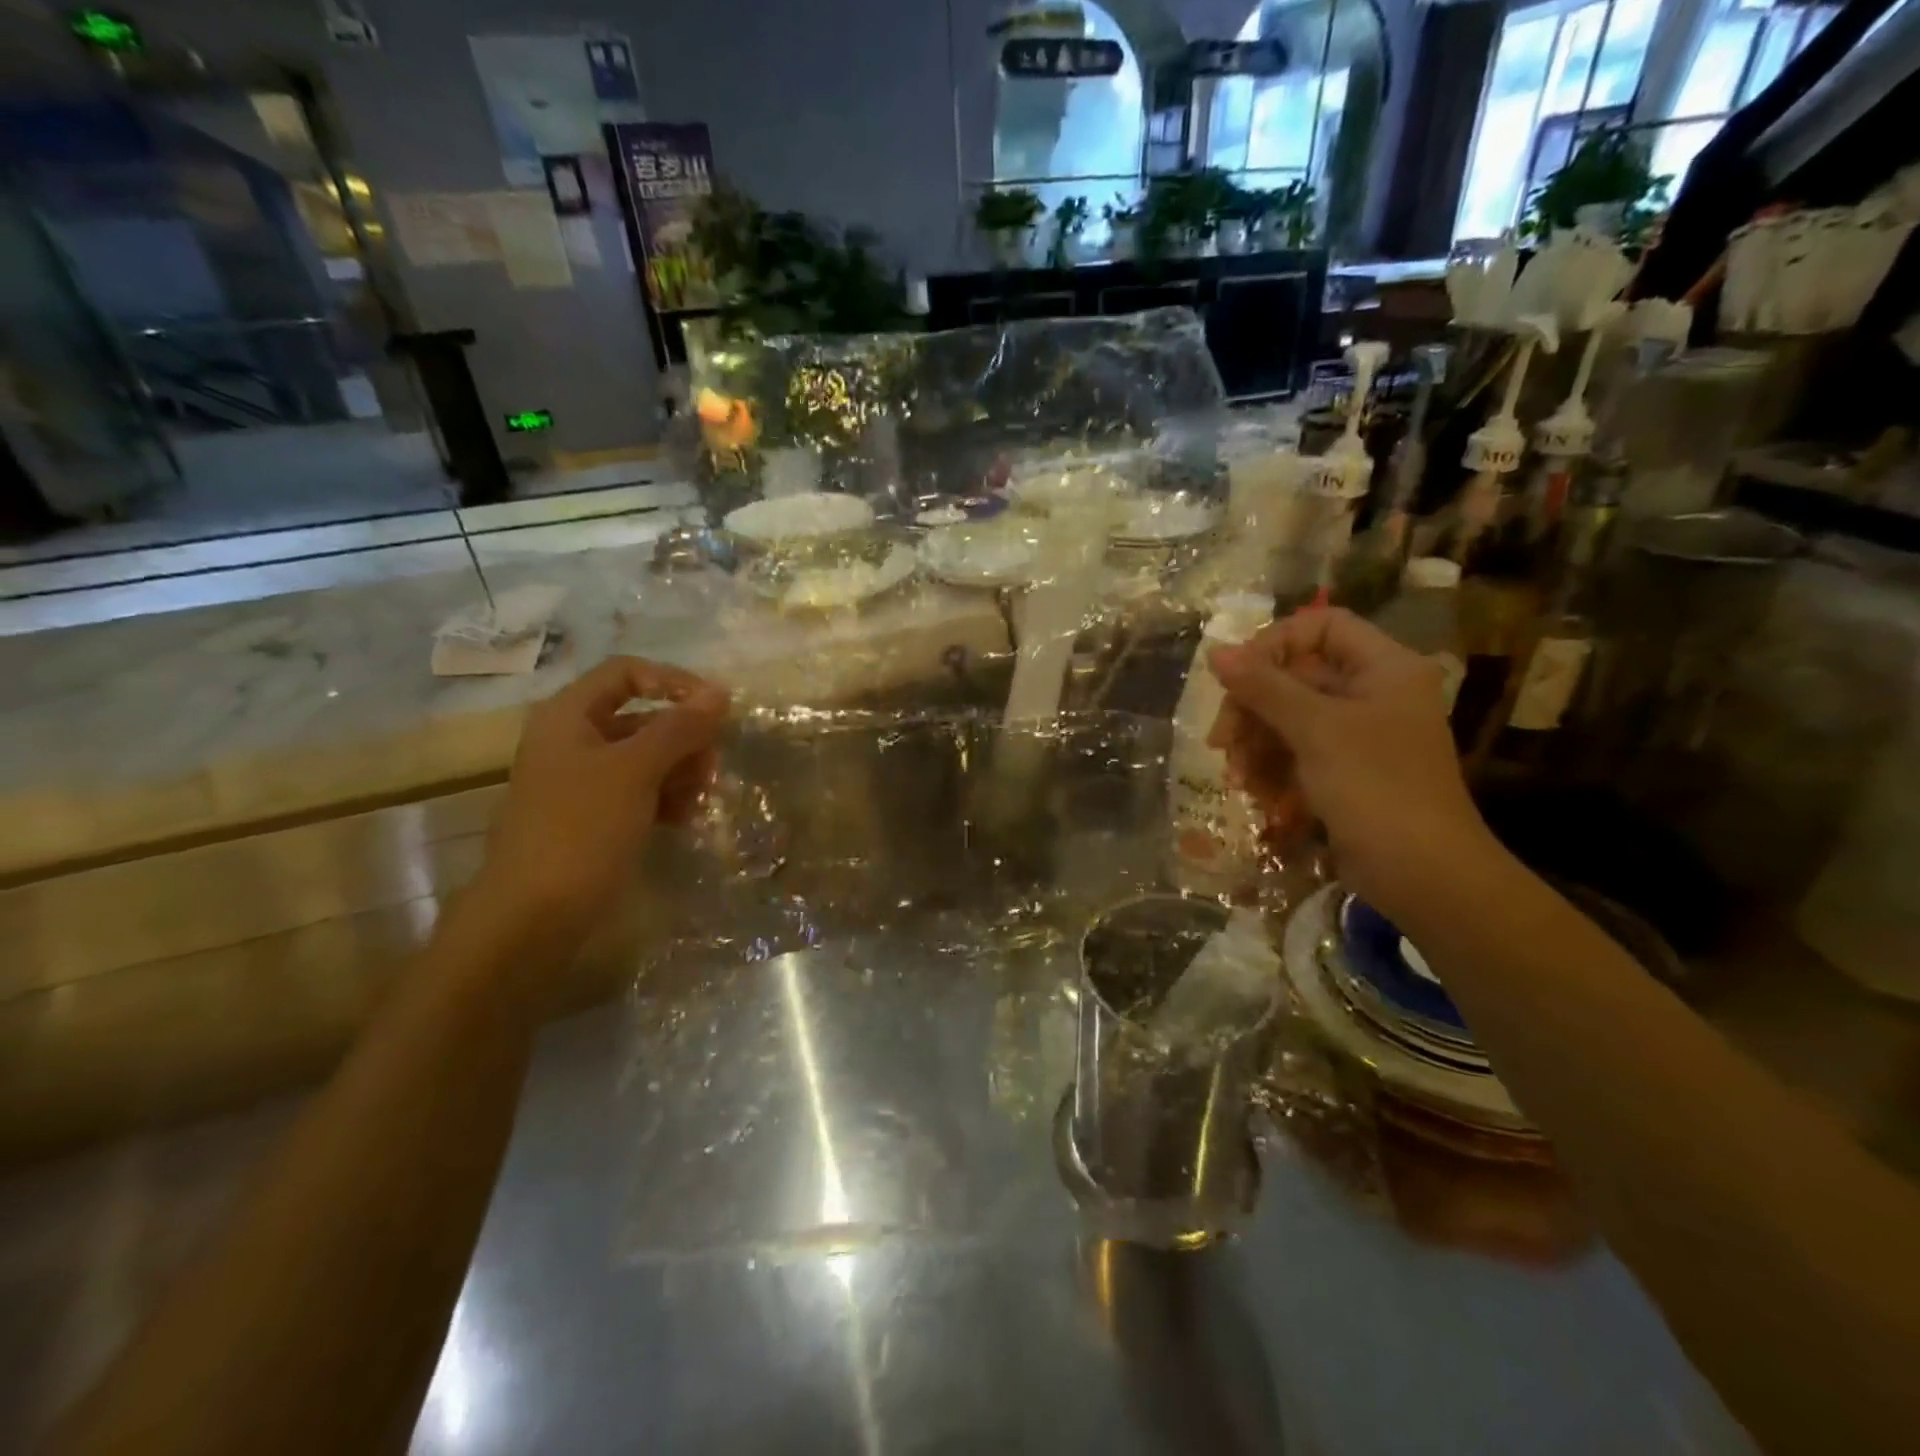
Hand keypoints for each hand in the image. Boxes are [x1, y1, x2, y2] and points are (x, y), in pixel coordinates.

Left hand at [475, 656, 728, 937]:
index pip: (627, 673)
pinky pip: (640, 792)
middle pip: (642, 717)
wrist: (533, 916)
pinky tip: (687, 818)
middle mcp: (574, 741)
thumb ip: (679, 727)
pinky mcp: (595, 818)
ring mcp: (584, 782)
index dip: (673, 681)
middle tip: (713, 765)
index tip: (715, 708)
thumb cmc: (581, 829)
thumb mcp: (635, 770)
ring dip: (681, 770)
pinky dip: (667, 798)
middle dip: (684, 737)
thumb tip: (720, 692)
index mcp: (569, 716)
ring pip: (646, 757)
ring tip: (702, 798)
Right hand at [1206, 607, 1490, 922]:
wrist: (1421, 874)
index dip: (1274, 644)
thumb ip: (1264, 687)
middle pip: (1294, 677)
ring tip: (1238, 779)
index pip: (1321, 626)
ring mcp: (1357, 735)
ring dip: (1255, 745)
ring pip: (1287, 719)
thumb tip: (1216, 652)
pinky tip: (1257, 796)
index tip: (1236, 677)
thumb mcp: (1316, 730)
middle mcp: (1371, 693)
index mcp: (1383, 668)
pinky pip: (1295, 753)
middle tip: (1222, 741)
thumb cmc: (1375, 787)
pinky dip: (1271, 770)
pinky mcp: (1342, 771)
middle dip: (1252, 709)